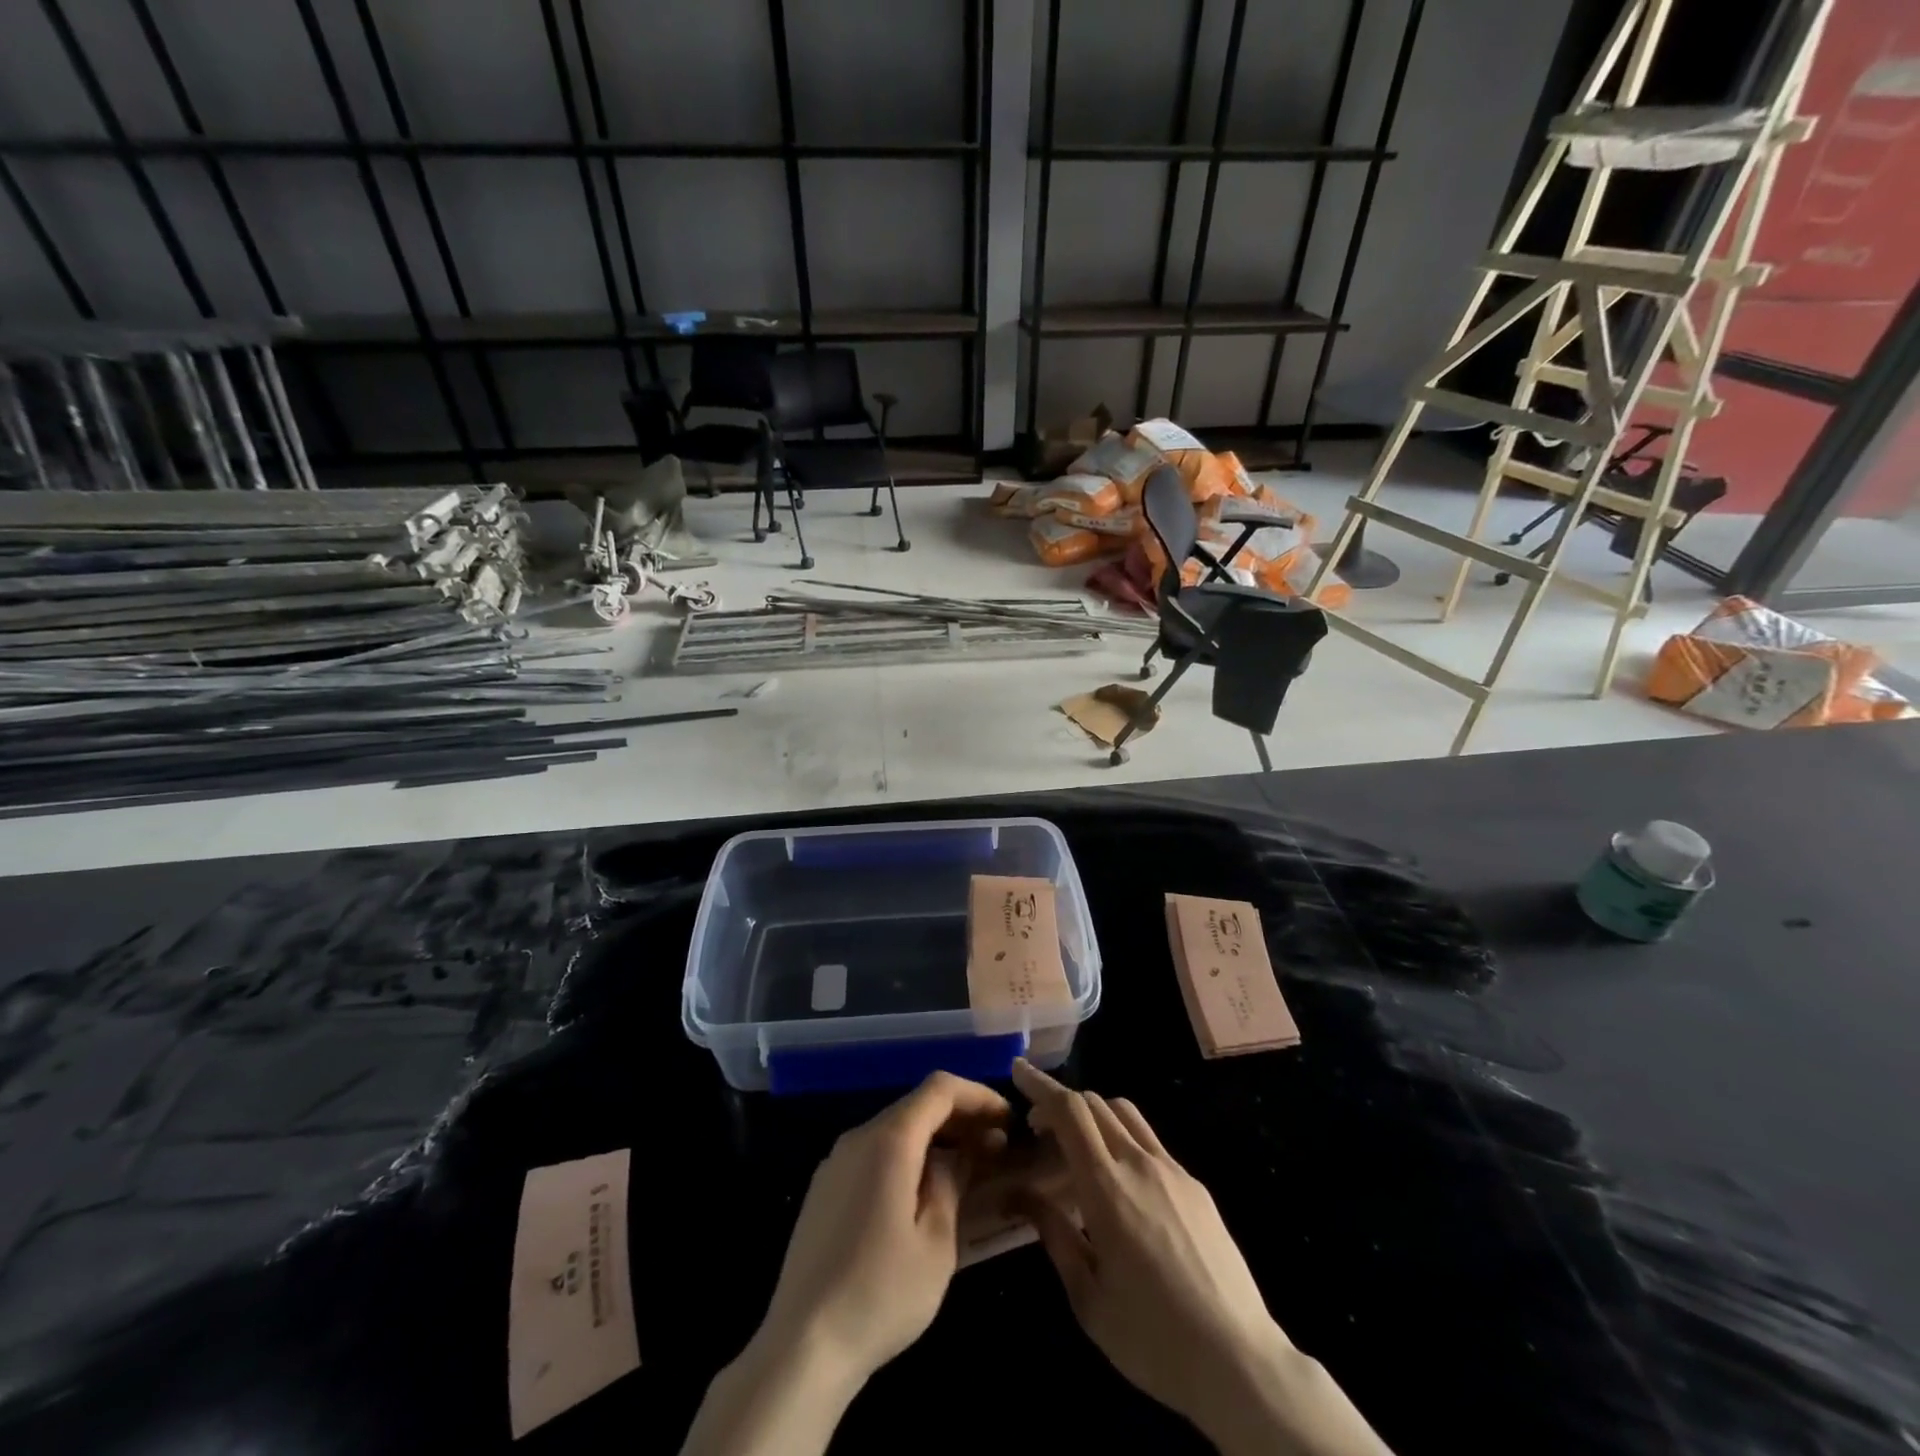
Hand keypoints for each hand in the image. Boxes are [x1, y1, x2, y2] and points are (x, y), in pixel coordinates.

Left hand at [682, 1073, 1010, 1455]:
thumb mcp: (936, 1242)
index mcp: (889, 1140)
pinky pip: (874, 1153)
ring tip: (968, 1167)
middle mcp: (859, 1137)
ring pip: (895, 1129)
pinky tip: (924, 1191)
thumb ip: (953, 1183)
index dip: (978, 1096)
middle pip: (917, 1105)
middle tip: (996, 1146)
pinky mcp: (825, 1188)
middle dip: (960, 1117)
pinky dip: (907, 1156)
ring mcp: (836, 1161)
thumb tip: (966, 1152)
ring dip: (934, 1138)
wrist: (802, 1346)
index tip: (1008, 1120)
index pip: (940, 1089)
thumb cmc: (881, 1294)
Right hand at [1010, 1060, 1389, 1455]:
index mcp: (1107, 1187)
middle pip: (1095, 1103)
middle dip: (1061, 1101)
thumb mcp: (1087, 1297)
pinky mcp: (1195, 1186)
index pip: (1070, 1111)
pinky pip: (1150, 1141)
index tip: (1018, 1070)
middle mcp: (1139, 1163)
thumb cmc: (1152, 1338)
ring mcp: (1173, 1170)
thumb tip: (1021, 1193)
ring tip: (1076, 1144)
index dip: (1041, 1085)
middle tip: (1038, 1127)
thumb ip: (1053, 1235)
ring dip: (1093, 1112)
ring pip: (1125, 1114)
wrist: (1240, 1361)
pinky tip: (1119, 1179)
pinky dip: (1121, 1136)